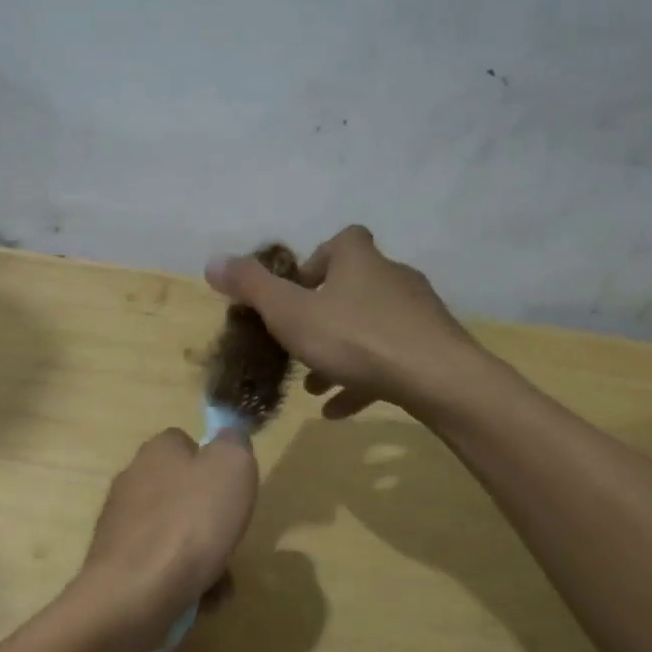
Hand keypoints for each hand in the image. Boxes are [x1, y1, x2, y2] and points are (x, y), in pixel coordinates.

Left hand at [72, 428, 258, 651]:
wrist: (135, 593)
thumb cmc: (191, 523)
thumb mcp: (232, 468)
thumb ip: (234, 444)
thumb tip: (227, 437)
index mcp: (157, 451)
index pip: (186, 443)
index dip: (213, 464)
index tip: (231, 490)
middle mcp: (132, 479)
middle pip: (182, 493)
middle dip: (210, 520)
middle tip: (228, 540)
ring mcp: (120, 522)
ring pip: (175, 533)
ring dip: (202, 556)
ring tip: (218, 582)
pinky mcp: (116, 561)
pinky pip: (160, 566)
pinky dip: (181, 580)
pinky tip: (197, 599)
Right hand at [206, 225, 479, 420]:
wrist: (438, 379)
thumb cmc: (356, 338)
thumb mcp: (291, 314)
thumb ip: (252, 288)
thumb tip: (213, 261)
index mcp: (360, 260)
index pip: (341, 242)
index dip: (317, 261)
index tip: (297, 292)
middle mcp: (393, 278)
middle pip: (354, 288)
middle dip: (323, 316)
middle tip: (298, 343)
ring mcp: (417, 315)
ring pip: (370, 329)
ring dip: (340, 352)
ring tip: (314, 386)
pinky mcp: (432, 349)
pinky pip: (390, 361)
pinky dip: (364, 379)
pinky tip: (341, 409)